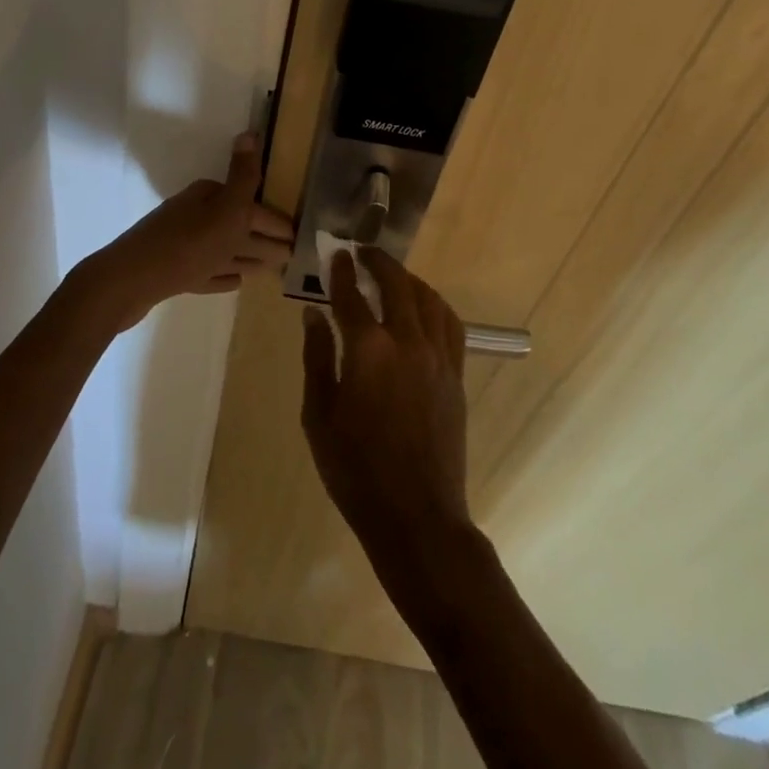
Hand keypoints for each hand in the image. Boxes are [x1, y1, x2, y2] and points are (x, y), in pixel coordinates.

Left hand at [70, 134, 294, 331]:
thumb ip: (243, 176)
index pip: (251, 205)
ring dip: (247, 256)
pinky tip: (236, 282)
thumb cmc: (185, 244)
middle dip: (264, 239)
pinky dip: (222, 275)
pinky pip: (207, 270)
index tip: (299, 236)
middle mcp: (195, 216)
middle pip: (238, 226)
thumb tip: (250, 132)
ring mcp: (182, 245)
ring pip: (224, 248)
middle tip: (292, 255)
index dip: (276, 221)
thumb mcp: (224, 209)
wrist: (127, 282)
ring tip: (271, 269)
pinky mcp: (172, 272)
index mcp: (208, 198)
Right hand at [301, 246, 473, 572]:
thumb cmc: (355, 470)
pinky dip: (435, 304)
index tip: (336, 256)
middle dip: (378, 262)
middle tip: (363, 252)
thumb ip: (317, 358)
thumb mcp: (319, 416)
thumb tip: (313, 314)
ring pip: (428, 299)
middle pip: (396, 285)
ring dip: (408, 279)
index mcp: (368, 351)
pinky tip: (424, 307)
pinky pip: (450, 324)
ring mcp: (438, 357)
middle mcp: (407, 342)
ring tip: (392, 275)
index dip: (342, 272)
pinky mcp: (456, 374)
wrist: (416, 515)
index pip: (352, 296)